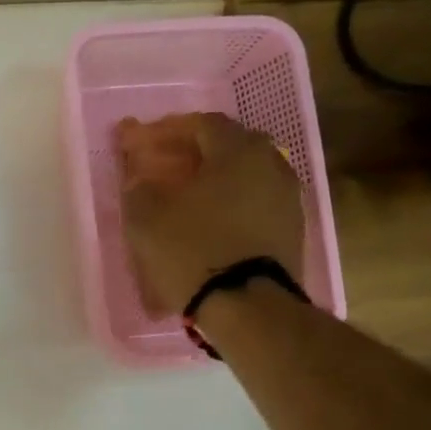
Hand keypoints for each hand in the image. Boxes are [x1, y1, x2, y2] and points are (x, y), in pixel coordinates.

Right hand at [116, 112, 304, 317]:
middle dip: (195, 149)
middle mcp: (270, 164)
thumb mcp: (146, 216)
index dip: (168, 129)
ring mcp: (287, 197)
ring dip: (215, 177)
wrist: (247, 306)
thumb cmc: (192, 249)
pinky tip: (210, 219)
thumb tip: (141, 179)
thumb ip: (139, 187)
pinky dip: (230, 202)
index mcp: (237, 151)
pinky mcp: (291, 229)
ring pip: (245, 174)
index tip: (142, 141)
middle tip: (166, 162)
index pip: (202, 123)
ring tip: (187, 194)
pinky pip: (255, 201)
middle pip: (230, 144)